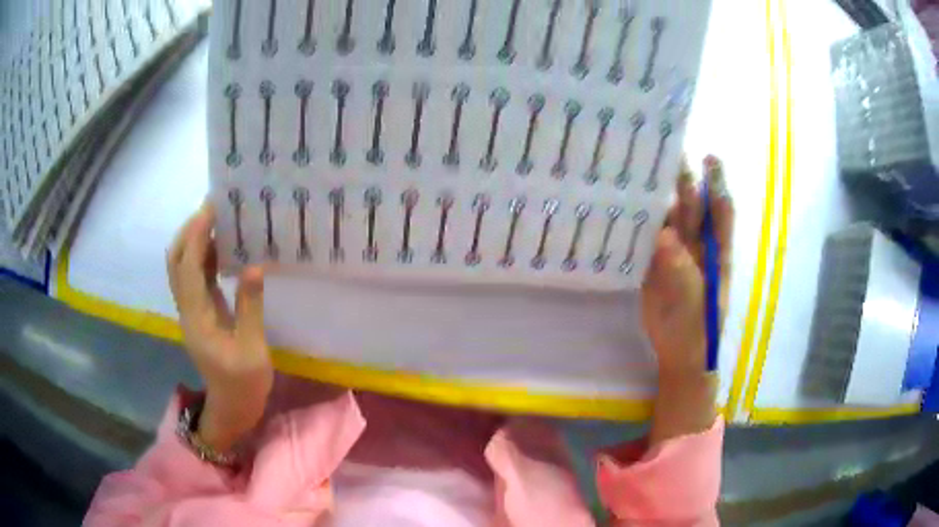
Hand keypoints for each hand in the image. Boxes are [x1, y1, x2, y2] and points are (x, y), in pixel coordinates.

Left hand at [167, 203, 272, 450]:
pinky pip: (193, 277)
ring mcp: (191, 311)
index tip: (211, 208)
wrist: (232, 407)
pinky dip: (201, 256)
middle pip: (175, 262)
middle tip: (212, 209)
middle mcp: (187, 310)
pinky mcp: (199, 313)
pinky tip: (220, 247)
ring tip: (216, 220)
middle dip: (188, 231)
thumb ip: (250, 307)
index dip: (195, 235)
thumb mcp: (252, 349)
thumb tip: (254, 266)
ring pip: (181, 267)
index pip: (188, 268)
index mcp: (197, 318)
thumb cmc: (244, 383)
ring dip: (193, 240)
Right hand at [640, 156, 733, 442]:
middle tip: (666, 151)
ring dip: (657, 200)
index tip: (709, 157)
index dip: (716, 184)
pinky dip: (638, 225)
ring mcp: (675, 256)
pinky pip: (646, 239)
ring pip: (668, 220)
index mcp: (716, 253)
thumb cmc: (697, 332)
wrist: (679, 356)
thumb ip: (682, 270)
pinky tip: (622, 209)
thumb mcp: (695, 303)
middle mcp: (697, 247)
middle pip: (692, 208)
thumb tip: (665, 234)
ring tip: (637, 174)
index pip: (720, 212)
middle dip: (684, 181)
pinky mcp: (654, 267)